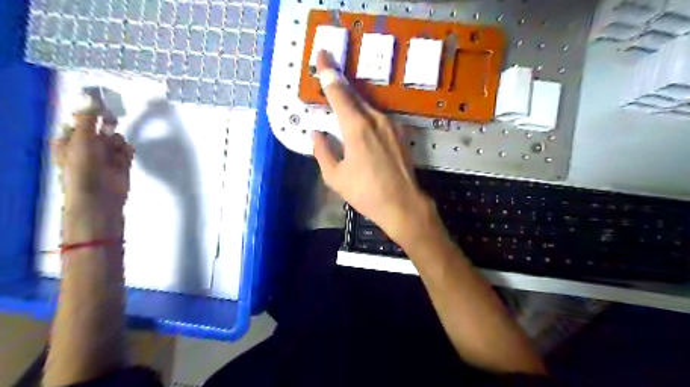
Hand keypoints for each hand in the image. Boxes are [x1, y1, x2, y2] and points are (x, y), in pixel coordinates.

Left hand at [51, 113, 132, 212]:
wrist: (99, 196)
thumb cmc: (84, 167)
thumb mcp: (81, 139)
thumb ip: (87, 118)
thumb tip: (91, 97)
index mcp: (70, 139)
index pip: (80, 120)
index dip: (90, 112)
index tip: (101, 105)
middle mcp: (87, 146)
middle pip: (100, 128)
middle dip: (106, 125)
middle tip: (111, 121)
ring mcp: (105, 156)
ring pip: (115, 138)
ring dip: (117, 141)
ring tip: (115, 150)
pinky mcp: (121, 163)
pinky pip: (126, 150)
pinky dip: (127, 151)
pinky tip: (124, 156)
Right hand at [311, 50, 435, 244]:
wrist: (403, 205)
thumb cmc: (366, 193)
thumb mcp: (335, 177)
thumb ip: (322, 151)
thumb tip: (317, 134)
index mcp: (357, 127)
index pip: (339, 92)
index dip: (329, 72)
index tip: (323, 54)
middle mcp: (376, 119)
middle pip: (354, 95)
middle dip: (340, 84)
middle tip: (328, 75)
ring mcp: (392, 124)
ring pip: (368, 106)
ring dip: (353, 103)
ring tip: (342, 108)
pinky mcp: (400, 133)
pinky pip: (378, 117)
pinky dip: (366, 116)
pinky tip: (361, 127)